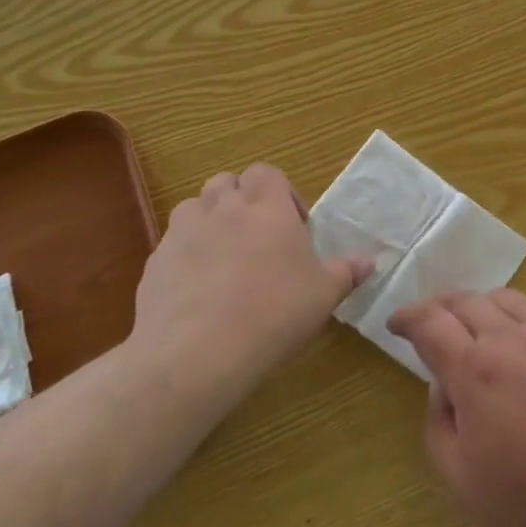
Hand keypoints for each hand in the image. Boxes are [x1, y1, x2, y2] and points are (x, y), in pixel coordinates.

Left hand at [130, 164, 368, 398]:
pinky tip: (198, 292)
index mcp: (266, 206)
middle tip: (258, 239)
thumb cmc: (274, 313)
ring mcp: (182, 232)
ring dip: (210, 222)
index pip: (268, 173)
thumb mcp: (323, 295)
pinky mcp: (154, 262)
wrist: (197, 353)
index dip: (281, 193)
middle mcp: (222, 207)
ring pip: (195, 208)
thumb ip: (346, 273)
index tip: (293, 227)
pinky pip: (173, 245)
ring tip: (225, 260)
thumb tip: (370, 261)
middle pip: (228, 183)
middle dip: (242, 201)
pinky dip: (186, 256)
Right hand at [386, 290, 525, 526]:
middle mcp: (511, 339)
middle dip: (438, 306)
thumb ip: (439, 425)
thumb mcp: (463, 481)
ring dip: (476, 305)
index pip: (430, 322)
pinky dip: (513, 316)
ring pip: (503, 298)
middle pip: (465, 301)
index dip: (407, 317)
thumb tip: (442, 387)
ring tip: (470, 325)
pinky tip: (516, 342)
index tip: (395, 323)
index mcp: (476, 369)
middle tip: (427, 322)